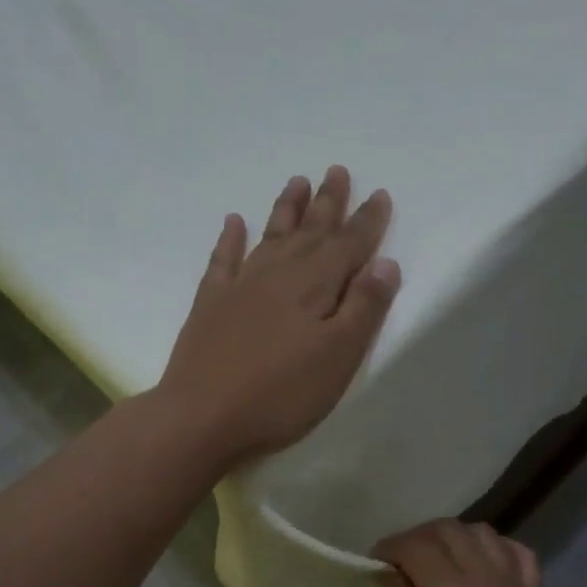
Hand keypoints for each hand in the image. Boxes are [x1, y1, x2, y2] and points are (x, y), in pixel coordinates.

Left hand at [156, 166, 399, 469]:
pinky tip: (233, 222)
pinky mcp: (210, 304)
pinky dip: (229, 239)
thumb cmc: (280, 395)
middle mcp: (278, 274)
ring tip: (297, 181)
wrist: (201, 416)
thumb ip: (363, 308)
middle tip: (338, 170)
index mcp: (315, 286)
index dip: (367, 221)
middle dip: (328, 202)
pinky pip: (223, 260)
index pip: (348, 245)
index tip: (380, 194)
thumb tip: (385, 262)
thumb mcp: (337, 358)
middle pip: (310, 231)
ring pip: (270, 236)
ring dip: (286, 209)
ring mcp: (240, 286)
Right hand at [374, 520, 570, 586]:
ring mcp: (515, 581)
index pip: (415, 544)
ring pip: (482, 532)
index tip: (375, 561)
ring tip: (439, 560)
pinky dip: (494, 547)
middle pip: (448, 529)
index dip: (390, 546)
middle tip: (401, 560)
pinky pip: (516, 552)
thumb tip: (392, 573)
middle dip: (418, 537)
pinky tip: (482, 564)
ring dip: (454, 537)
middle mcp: (484, 573)